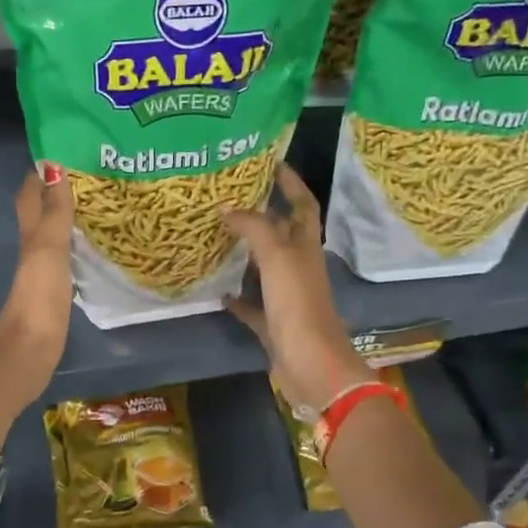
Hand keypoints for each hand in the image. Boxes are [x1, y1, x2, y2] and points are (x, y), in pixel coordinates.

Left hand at [0, 163, 75, 391]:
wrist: (29, 351)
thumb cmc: (39, 297)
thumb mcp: (49, 249)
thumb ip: (54, 211)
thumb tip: (53, 165)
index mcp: (30, 233)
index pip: (31, 192)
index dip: (42, 169)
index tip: (68, 146)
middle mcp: (33, 247)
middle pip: (42, 209)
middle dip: (59, 187)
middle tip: (93, 170)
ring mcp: (43, 270)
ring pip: (54, 231)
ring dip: (69, 214)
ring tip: (101, 199)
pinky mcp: (55, 290)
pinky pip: (66, 255)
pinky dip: (77, 242)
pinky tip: (95, 243)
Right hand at [220, 165, 372, 414]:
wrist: (312, 366)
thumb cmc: (299, 306)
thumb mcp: (277, 258)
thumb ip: (254, 228)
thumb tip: (228, 206)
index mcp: (306, 248)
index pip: (303, 204)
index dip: (291, 182)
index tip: (270, 161)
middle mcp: (298, 267)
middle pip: (282, 233)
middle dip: (262, 213)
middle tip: (229, 196)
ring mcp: (287, 297)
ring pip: (264, 268)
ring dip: (245, 253)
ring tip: (216, 235)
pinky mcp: (273, 324)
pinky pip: (252, 305)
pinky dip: (237, 297)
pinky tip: (217, 291)